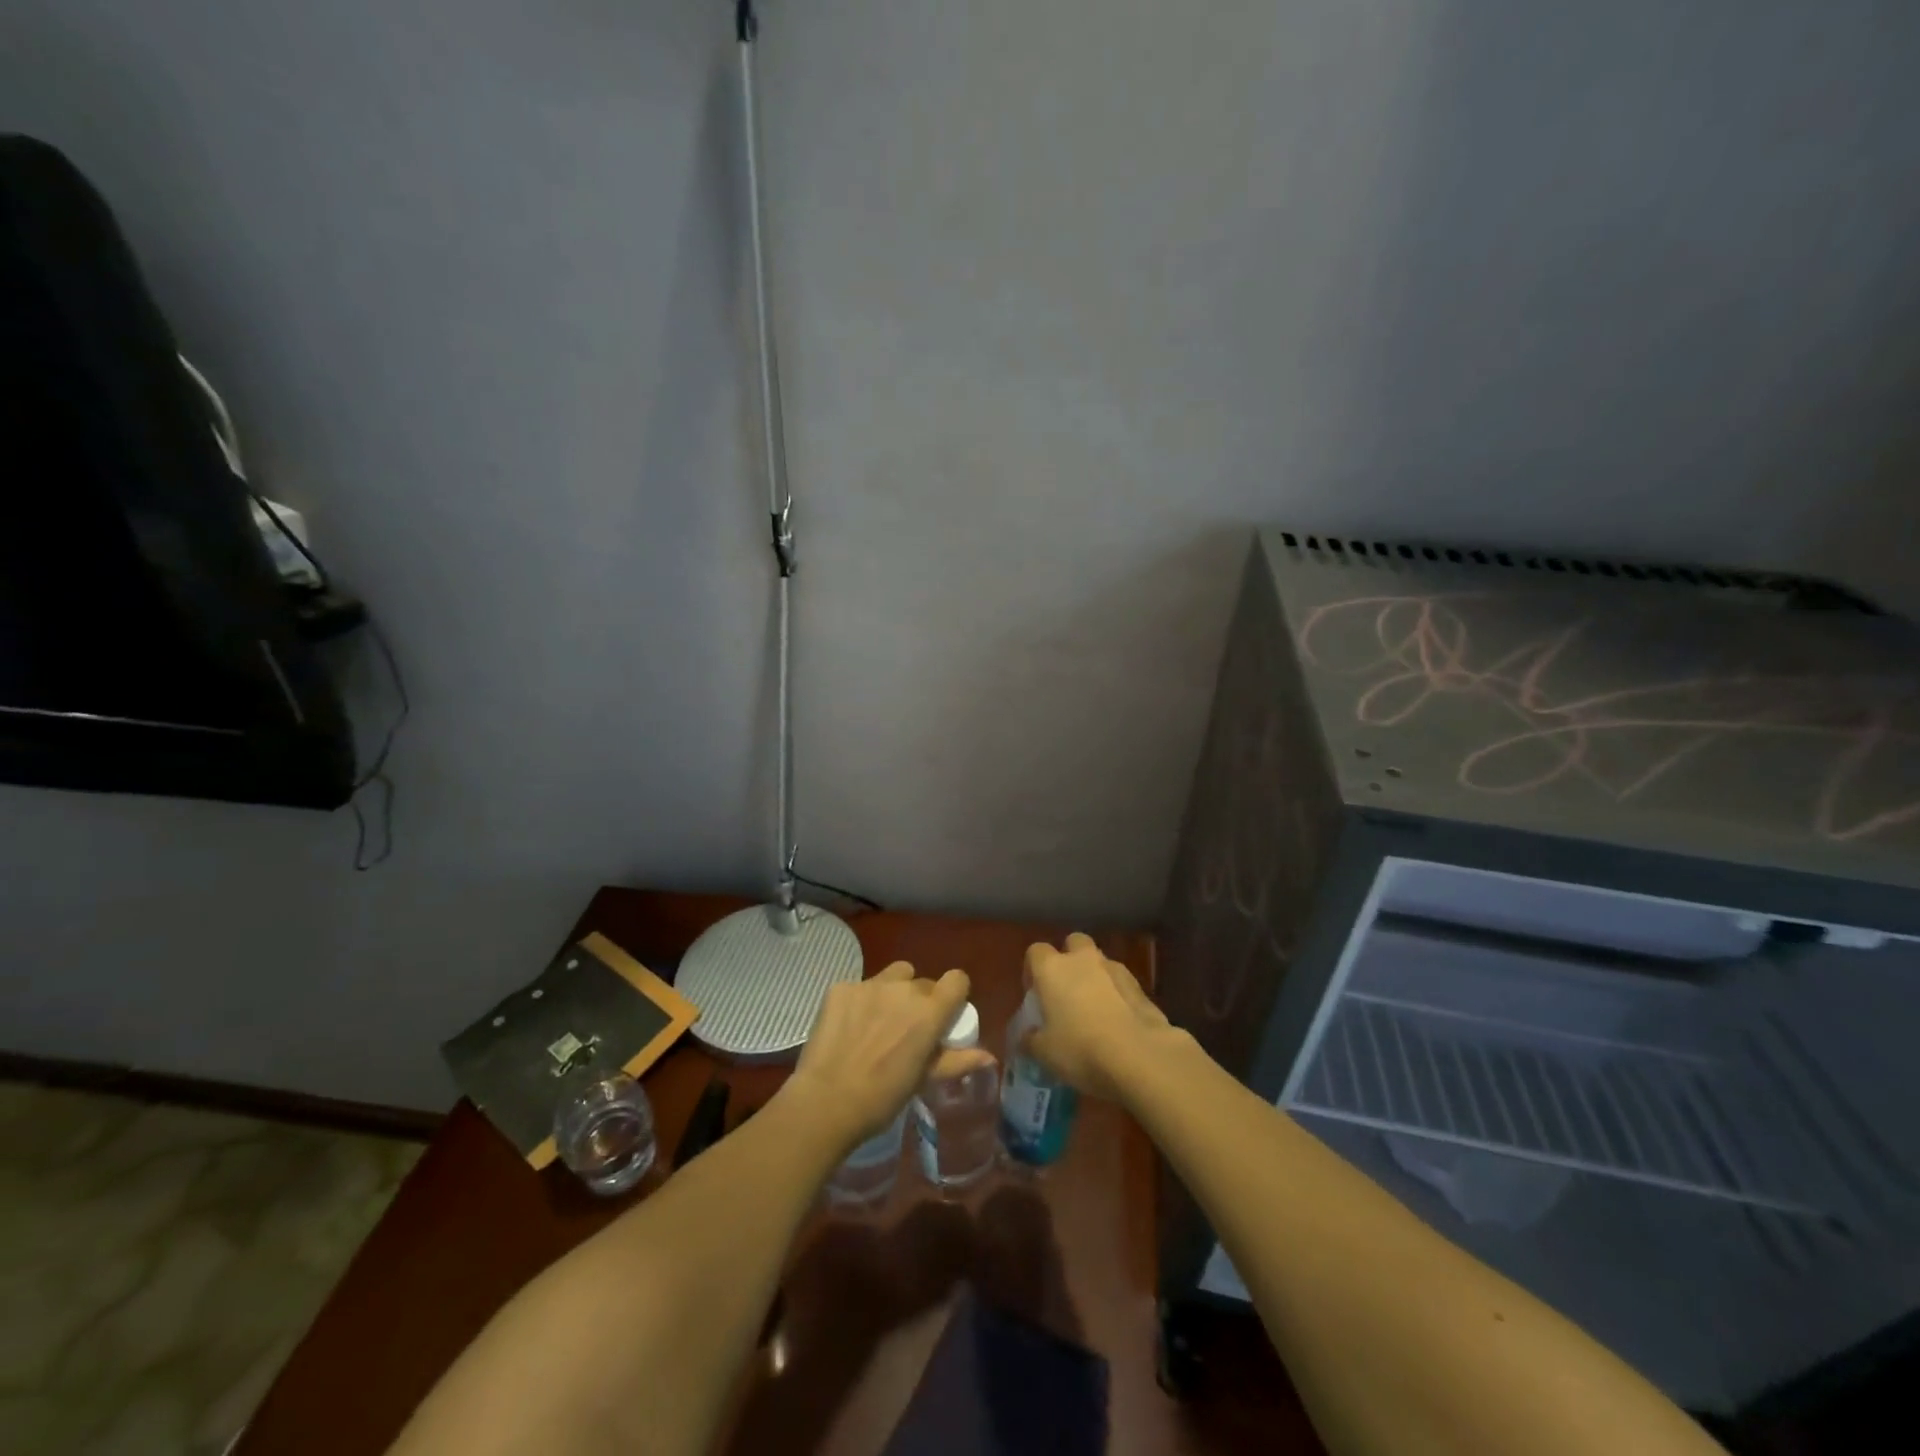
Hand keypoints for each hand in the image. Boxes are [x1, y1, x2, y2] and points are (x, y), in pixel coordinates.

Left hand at [783, 961, 970, 1151]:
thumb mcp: (923, 1080)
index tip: (946, 1012)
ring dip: (893, 992)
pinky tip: (848, 1027)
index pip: (957, 979)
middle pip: (923, 982)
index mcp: (929, 1011)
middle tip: (906, 1029)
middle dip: (920, 1000)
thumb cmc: (882, 1097)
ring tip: (878, 1021)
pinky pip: (860, 986)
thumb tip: (989, 1056)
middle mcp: (903, 989)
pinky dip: (859, 1002)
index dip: (954, 993)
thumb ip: (957, 1061)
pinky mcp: (841, 987)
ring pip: (893, 976)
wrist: (826, 1101)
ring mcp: (869, 984)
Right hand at [1023, 933, 1172, 1101]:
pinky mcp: (1140, 987)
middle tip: (1066, 991)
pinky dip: (1117, 994)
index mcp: (1052, 968)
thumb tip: (1028, 1035)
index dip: (1033, 970)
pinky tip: (1116, 1021)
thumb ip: (1031, 1039)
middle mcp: (1083, 960)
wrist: (1139, 1056)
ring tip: (1094, 1010)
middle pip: (1073, 943)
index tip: (1035, 994)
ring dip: (1095, 976)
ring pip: (1100, 961)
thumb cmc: (1080, 1049)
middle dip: (1069, 960)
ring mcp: (1115, 969)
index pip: (1035, 952)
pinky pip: (1120, 983)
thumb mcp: (1044, 1053)